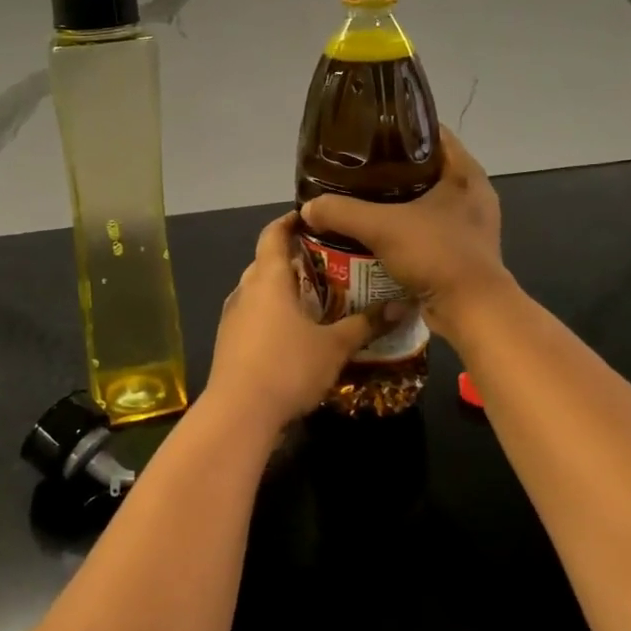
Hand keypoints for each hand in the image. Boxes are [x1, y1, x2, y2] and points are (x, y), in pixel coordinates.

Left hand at [204, 213, 390, 433]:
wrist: (238, 413)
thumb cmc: (287, 367)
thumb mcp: (334, 346)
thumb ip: (366, 324)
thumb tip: (402, 305)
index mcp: (268, 278)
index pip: (273, 234)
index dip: (289, 221)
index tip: (310, 218)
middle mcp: (245, 290)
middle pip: (266, 261)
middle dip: (292, 257)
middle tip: (327, 260)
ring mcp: (232, 316)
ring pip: (258, 289)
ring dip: (282, 288)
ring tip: (315, 295)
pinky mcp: (228, 341)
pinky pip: (253, 314)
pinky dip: (272, 312)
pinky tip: (293, 330)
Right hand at [299, 127, 510, 341]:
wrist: (472, 311)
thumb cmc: (436, 254)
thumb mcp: (381, 227)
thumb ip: (341, 212)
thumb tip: (307, 208)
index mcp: (465, 173)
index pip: (431, 133)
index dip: (399, 127)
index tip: (367, 130)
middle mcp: (472, 193)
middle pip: (426, 166)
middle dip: (391, 166)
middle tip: (355, 166)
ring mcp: (470, 223)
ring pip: (426, 199)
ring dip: (396, 199)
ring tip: (359, 197)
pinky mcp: (462, 250)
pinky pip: (427, 227)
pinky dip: (403, 227)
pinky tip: (375, 231)